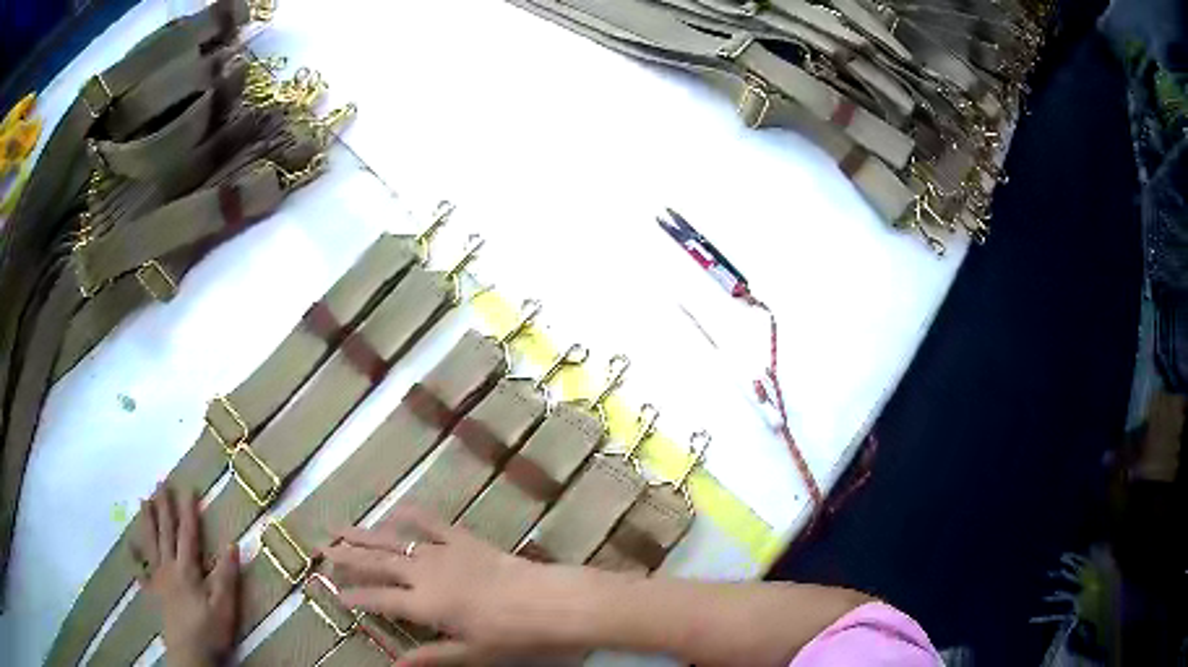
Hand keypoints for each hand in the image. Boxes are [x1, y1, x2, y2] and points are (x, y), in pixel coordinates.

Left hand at [132, 485, 238, 666]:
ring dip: (148, 522)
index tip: (188, 487)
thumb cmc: (209, 630)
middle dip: (164, 507)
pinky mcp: (154, 594)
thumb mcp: (225, 606)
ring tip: (143, 501)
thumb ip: (227, 576)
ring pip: (151, 544)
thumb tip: (233, 544)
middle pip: (165, 532)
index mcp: (187, 569)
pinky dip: (135, 558)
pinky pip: (141, 572)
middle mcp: (169, 567)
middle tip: (160, 483)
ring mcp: (159, 580)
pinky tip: (130, 549)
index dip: (189, 510)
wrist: (189, 654)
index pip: (188, 533)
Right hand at [325, 506, 586, 665]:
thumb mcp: (469, 653)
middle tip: (321, 549)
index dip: (355, 597)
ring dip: (365, 534)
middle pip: (377, 563)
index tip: (335, 594)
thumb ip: (429, 657)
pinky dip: (412, 514)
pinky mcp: (464, 539)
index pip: (378, 600)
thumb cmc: (510, 634)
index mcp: (423, 604)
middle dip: (347, 557)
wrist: (549, 601)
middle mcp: (424, 574)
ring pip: (394, 541)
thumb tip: (394, 666)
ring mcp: (443, 552)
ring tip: (340, 528)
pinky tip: (396, 508)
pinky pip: (433, 523)